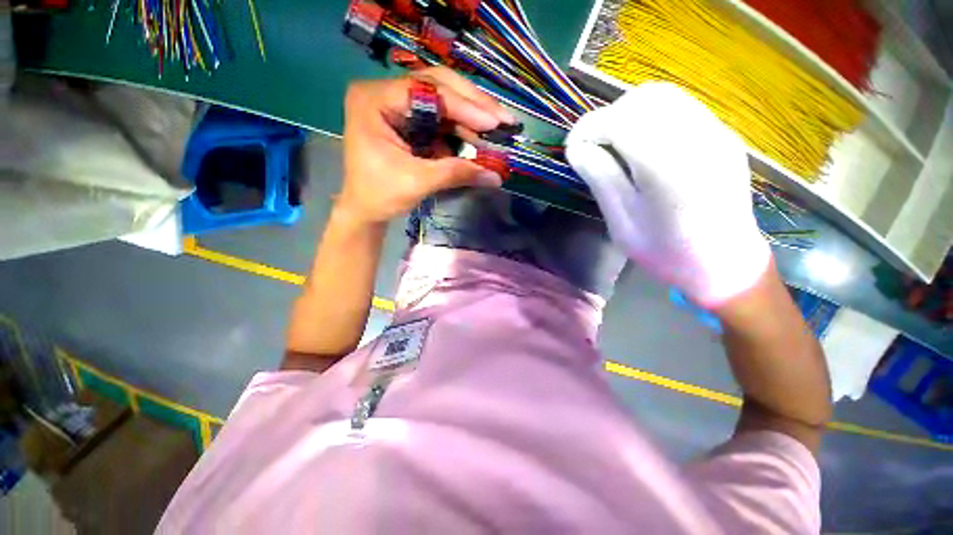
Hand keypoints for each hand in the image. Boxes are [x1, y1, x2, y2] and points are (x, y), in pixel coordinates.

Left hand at [339, 67, 515, 225]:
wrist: (364, 209)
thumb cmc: (379, 195)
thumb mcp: (418, 182)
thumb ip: (456, 174)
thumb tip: (496, 177)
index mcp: (375, 100)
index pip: (427, 90)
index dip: (464, 106)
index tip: (494, 122)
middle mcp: (386, 93)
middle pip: (437, 86)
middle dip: (472, 104)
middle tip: (503, 119)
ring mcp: (399, 106)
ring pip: (443, 101)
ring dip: (471, 117)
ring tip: (497, 130)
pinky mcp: (410, 122)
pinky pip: (441, 119)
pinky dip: (462, 130)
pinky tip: (479, 139)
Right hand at [566, 82, 770, 307]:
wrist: (725, 263)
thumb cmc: (667, 252)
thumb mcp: (623, 224)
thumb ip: (601, 179)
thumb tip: (577, 147)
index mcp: (669, 169)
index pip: (621, 121)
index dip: (589, 127)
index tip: (572, 146)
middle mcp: (698, 140)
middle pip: (645, 98)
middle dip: (608, 115)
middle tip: (593, 145)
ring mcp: (716, 133)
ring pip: (664, 96)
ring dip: (629, 112)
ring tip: (613, 143)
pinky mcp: (722, 135)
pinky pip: (680, 107)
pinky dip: (650, 116)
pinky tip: (641, 144)